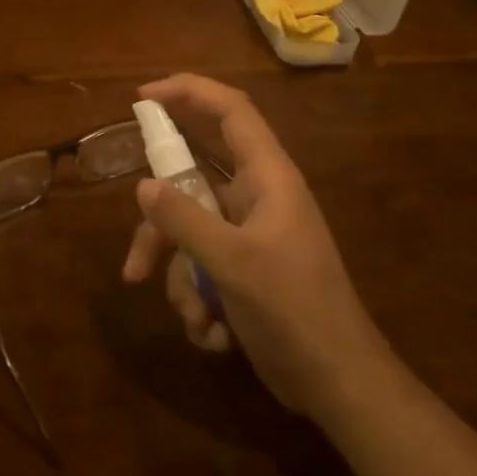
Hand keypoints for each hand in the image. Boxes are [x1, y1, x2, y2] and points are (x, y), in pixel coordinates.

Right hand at [120, 75, 390, 419]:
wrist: (337, 384)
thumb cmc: (294, 310)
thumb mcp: (232, 262)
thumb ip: (184, 220)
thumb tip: (143, 187)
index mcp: (268, 177)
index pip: (230, 110)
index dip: (188, 91)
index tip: (143, 97)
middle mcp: (257, 197)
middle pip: (196, 175)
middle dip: (164, 214)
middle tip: (138, 225)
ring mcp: (249, 235)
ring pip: (190, 231)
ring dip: (181, 277)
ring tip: (194, 316)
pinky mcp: (242, 270)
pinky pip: (201, 266)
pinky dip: (198, 299)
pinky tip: (214, 334)